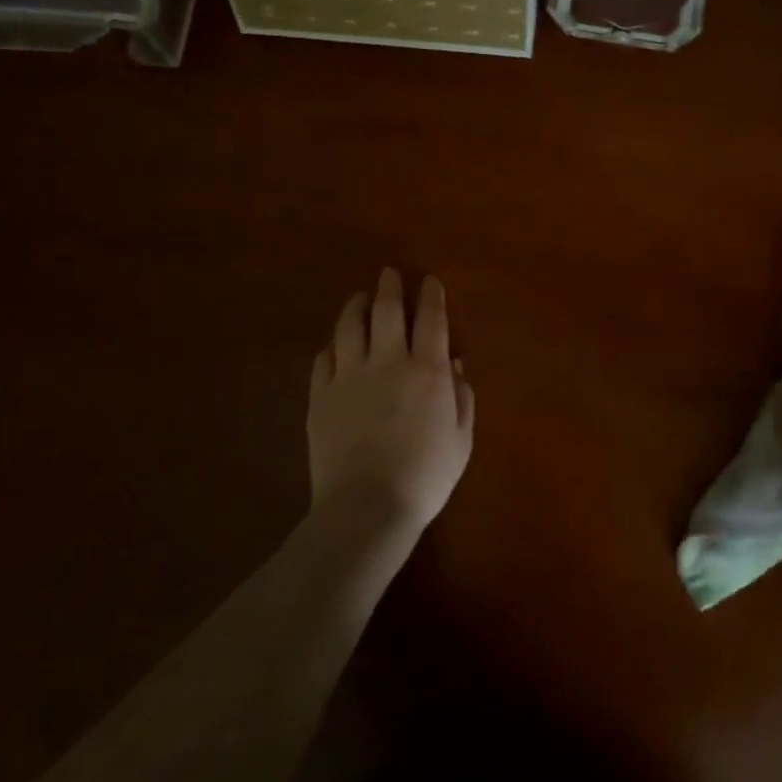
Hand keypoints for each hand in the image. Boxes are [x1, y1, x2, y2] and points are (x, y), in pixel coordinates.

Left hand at [308, 267, 475, 532]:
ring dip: (356, 307)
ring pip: (349, 327)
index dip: (430, 296)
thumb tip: (456, 366)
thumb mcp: (461, 439)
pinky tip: (335, 344)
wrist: (367, 507)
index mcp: (426, 370)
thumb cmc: (425, 476)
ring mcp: (348, 377)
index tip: (429, 281)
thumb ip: (462, 398)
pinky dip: (332, 345)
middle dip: (389, 288)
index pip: (430, 319)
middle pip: (386, 312)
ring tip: (360, 298)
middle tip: (389, 273)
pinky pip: (324, 359)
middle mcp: (387, 361)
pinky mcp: (320, 397)